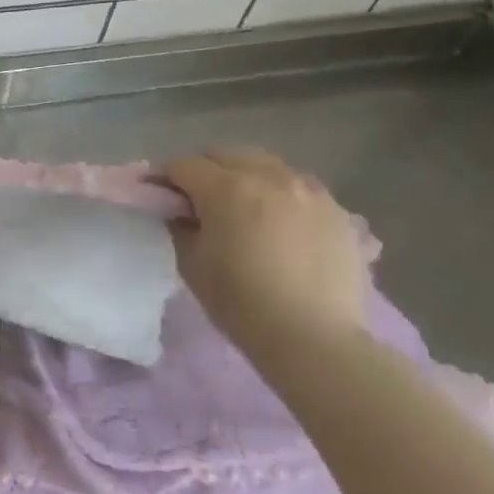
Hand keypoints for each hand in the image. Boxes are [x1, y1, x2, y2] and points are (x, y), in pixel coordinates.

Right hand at [160, 148, 368, 357]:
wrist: (315, 339)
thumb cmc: (241, 302)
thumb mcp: (191, 263)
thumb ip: (179, 226)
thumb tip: (177, 211)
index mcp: (227, 189)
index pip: (183, 166)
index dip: (164, 178)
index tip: (156, 196)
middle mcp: (269, 177)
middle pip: (225, 155)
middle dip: (203, 170)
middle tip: (195, 200)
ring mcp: (309, 191)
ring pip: (265, 165)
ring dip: (243, 176)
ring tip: (240, 206)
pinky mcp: (337, 211)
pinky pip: (298, 187)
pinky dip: (279, 194)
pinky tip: (278, 222)